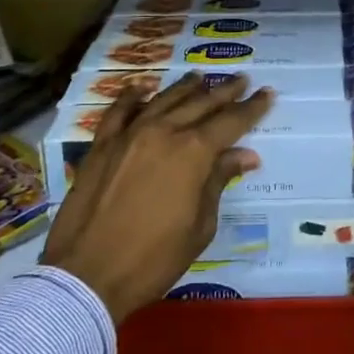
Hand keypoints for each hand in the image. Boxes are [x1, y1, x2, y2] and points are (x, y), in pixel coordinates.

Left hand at [42, 74, 273, 322]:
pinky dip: (132, 96)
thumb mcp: (199, 226)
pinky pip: (119, 111)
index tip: (267, 93)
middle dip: (225, 91)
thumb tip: (245, 155)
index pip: (230, 122)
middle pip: (200, 103)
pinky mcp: (101, 144)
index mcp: (193, 153)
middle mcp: (164, 132)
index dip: (251, 108)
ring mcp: (129, 134)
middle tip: (242, 78)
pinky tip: (142, 88)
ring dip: (186, 87)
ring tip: (201, 77)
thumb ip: (219, 182)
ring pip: (164, 100)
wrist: (87, 275)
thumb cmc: (153, 259)